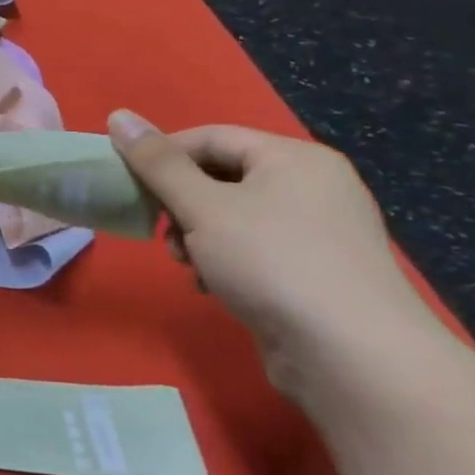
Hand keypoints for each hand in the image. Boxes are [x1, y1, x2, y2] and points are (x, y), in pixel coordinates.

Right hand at [108, 111, 447, 393]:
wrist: (355, 359)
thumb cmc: (272, 262)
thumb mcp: (202, 206)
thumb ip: (156, 162)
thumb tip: (118, 115)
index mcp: (294, 159)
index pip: (210, 137)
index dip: (163, 156)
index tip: (130, 186)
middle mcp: (313, 187)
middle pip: (220, 176)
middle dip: (179, 203)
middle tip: (161, 230)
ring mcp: (319, 232)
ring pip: (231, 215)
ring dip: (196, 235)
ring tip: (188, 263)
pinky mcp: (317, 272)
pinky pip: (253, 248)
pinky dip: (223, 260)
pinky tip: (212, 285)